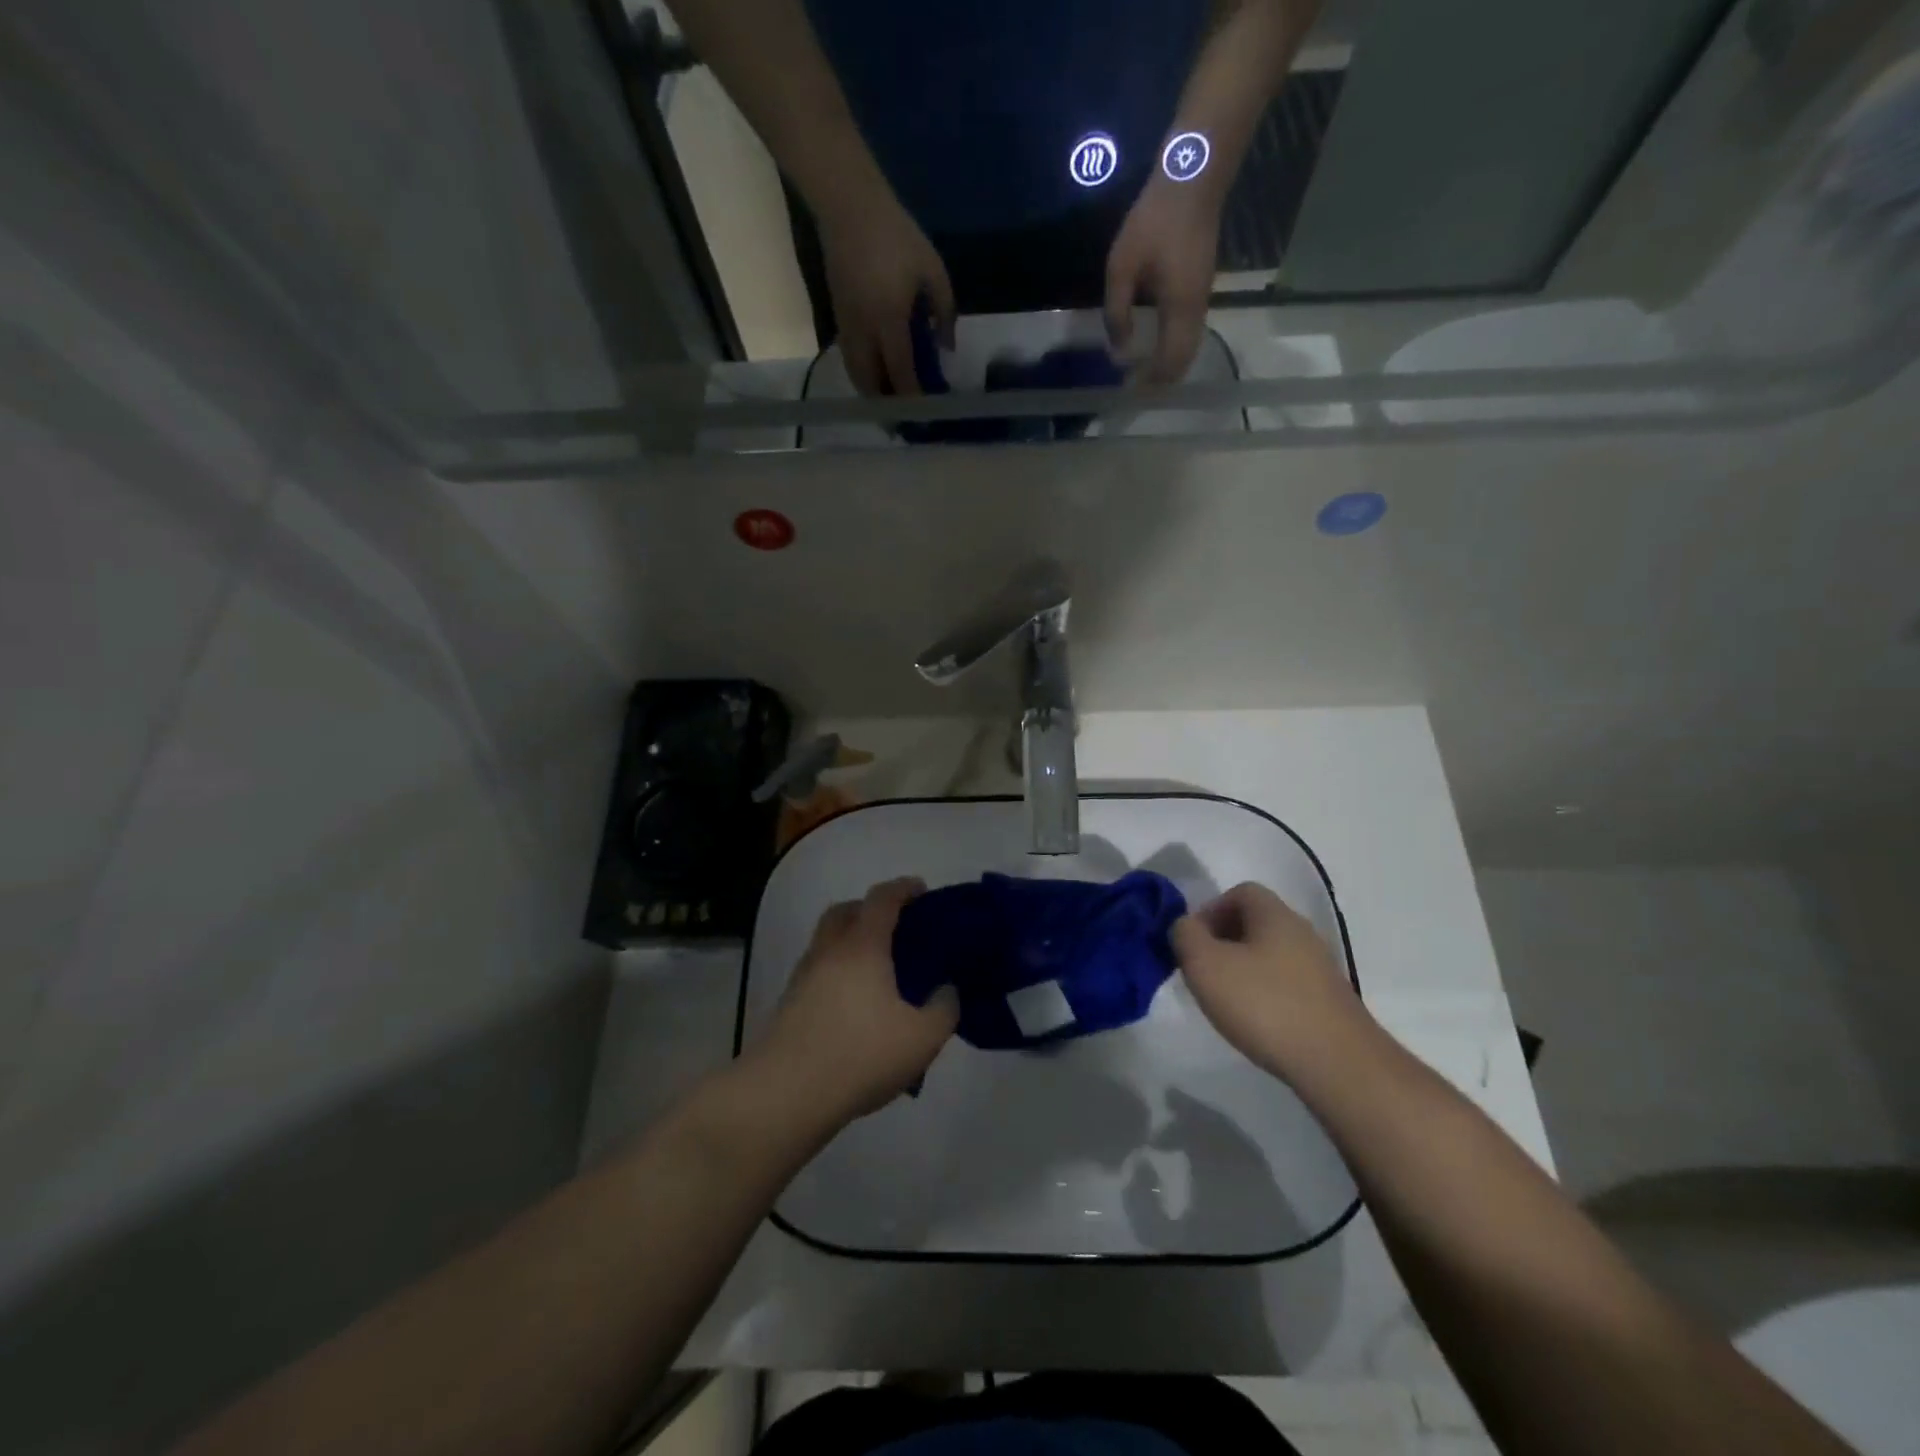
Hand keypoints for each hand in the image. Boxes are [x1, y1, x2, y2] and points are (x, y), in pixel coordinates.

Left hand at [750, 877, 958, 1124]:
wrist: (786, 1094)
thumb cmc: (861, 1055)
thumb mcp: (923, 1037)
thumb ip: (945, 1008)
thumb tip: (946, 990)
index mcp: (862, 946)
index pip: (882, 899)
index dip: (904, 889)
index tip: (922, 891)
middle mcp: (829, 951)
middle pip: (845, 911)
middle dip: (870, 910)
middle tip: (896, 929)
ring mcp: (803, 977)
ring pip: (827, 942)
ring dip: (850, 943)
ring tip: (878, 972)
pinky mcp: (789, 1005)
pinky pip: (818, 972)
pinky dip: (837, 973)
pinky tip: (855, 1005)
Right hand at [817, 193, 955, 397]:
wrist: (848, 206)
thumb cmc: (897, 235)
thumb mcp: (933, 270)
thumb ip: (944, 312)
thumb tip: (946, 348)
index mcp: (890, 320)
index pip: (901, 372)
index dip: (913, 397)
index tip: (926, 413)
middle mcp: (864, 331)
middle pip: (871, 384)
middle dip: (887, 405)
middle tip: (905, 416)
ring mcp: (847, 326)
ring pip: (856, 374)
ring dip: (872, 392)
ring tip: (890, 401)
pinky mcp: (838, 317)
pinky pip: (850, 358)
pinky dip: (863, 373)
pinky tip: (877, 373)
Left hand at [1105, 176, 1221, 384]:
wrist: (1193, 179)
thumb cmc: (1153, 222)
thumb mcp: (1121, 268)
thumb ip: (1117, 313)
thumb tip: (1119, 351)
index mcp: (1179, 309)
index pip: (1169, 361)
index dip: (1150, 381)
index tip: (1128, 388)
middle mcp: (1196, 310)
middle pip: (1184, 360)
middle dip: (1161, 379)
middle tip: (1135, 386)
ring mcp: (1203, 299)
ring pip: (1190, 347)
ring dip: (1169, 364)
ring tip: (1143, 371)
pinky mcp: (1201, 289)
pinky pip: (1190, 332)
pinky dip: (1174, 347)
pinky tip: (1155, 346)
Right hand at [1172, 882, 1365, 1082]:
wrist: (1338, 1065)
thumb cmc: (1264, 1004)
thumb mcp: (1205, 964)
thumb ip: (1185, 935)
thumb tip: (1185, 926)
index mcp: (1275, 914)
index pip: (1240, 892)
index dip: (1210, 910)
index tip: (1193, 942)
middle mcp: (1302, 932)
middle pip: (1256, 923)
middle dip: (1224, 942)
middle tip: (1203, 971)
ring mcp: (1320, 969)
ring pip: (1271, 955)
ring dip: (1244, 970)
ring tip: (1226, 1001)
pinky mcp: (1329, 1002)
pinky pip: (1287, 984)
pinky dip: (1266, 995)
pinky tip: (1257, 1022)